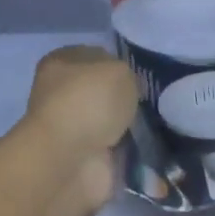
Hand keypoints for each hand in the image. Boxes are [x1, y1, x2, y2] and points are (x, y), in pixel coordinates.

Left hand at [24, 46, 139, 215]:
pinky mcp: (83, 157)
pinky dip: (129, 150)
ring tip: (153, 124)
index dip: (117, 63)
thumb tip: (125, 89)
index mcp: (61, 63)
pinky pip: (115, 148)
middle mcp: (62, 94)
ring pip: (109, 120)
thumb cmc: (89, 103)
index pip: (94, 56)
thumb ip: (126, 74)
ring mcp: (72, 128)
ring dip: (128, 125)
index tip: (139, 75)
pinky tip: (146, 146)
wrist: (71, 160)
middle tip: (149, 101)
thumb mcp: (118, 70)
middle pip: (102, 91)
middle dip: (125, 97)